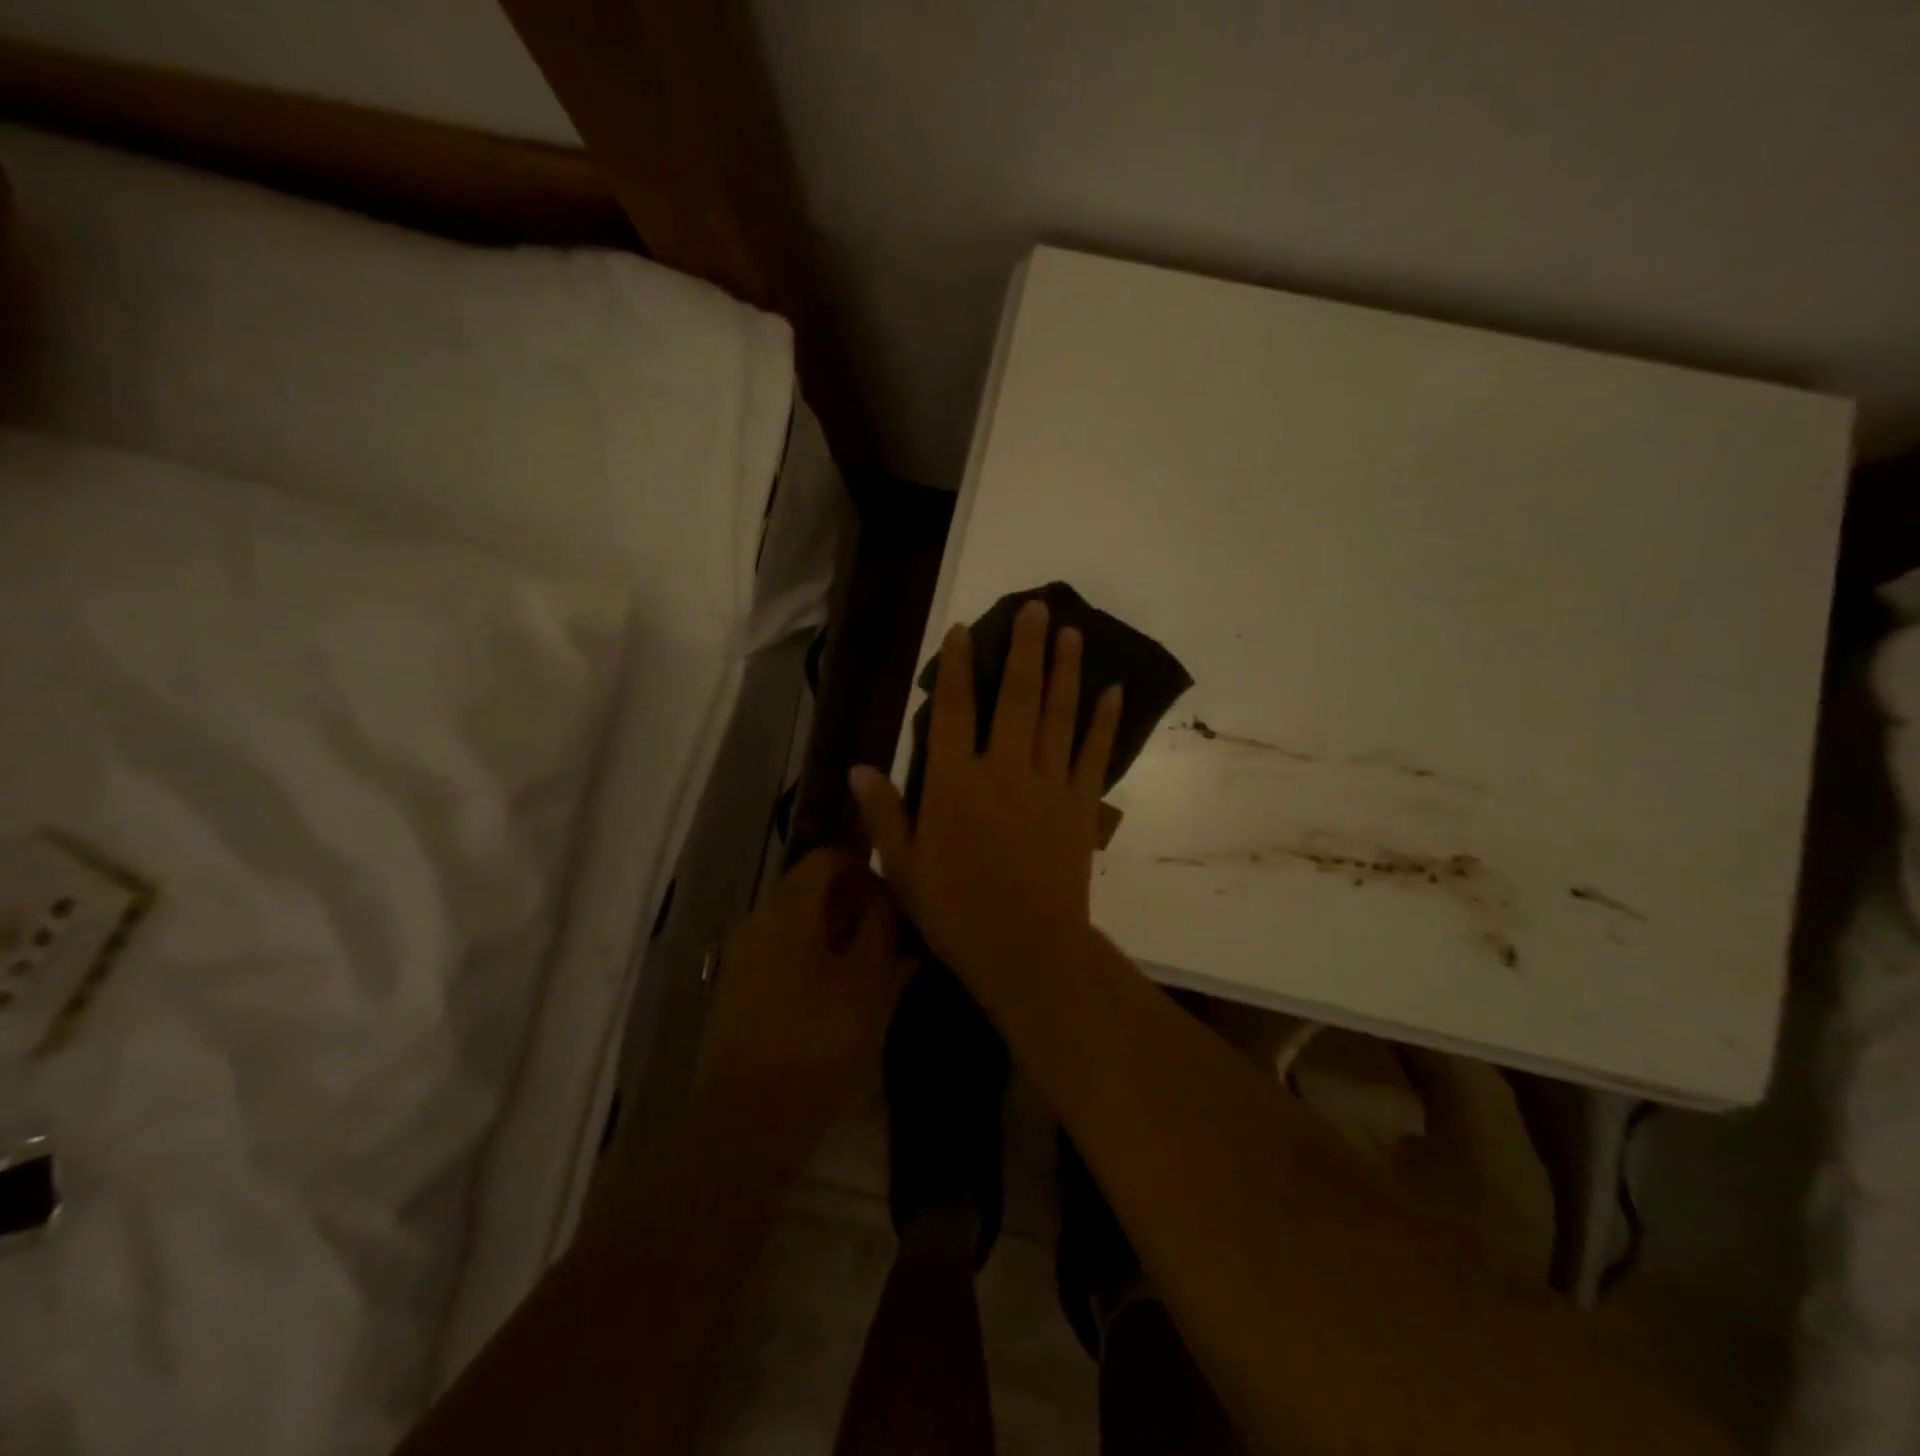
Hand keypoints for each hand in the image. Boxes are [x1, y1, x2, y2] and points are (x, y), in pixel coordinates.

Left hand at [698, 848, 911, 1173]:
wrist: (748, 1120)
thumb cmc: (818, 1039)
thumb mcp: (870, 981)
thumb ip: (884, 929)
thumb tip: (888, 901)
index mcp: (788, 908)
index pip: (827, 858)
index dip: (866, 868)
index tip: (896, 898)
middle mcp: (759, 921)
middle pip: (812, 891)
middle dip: (856, 906)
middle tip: (894, 937)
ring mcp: (743, 958)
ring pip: (800, 927)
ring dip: (839, 937)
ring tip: (876, 970)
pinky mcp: (739, 993)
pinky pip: (784, 957)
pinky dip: (817, 962)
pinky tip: (843, 997)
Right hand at [851, 599, 1120, 1000]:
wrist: (1028, 950)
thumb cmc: (957, 912)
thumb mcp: (904, 868)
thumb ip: (883, 814)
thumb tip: (858, 768)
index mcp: (955, 783)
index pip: (954, 711)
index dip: (957, 666)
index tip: (963, 630)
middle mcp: (1004, 770)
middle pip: (1015, 697)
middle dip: (1024, 648)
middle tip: (1037, 607)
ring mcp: (1048, 784)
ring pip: (1058, 715)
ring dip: (1065, 670)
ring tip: (1071, 631)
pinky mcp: (1081, 805)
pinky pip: (1094, 754)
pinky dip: (1104, 721)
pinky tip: (1114, 691)